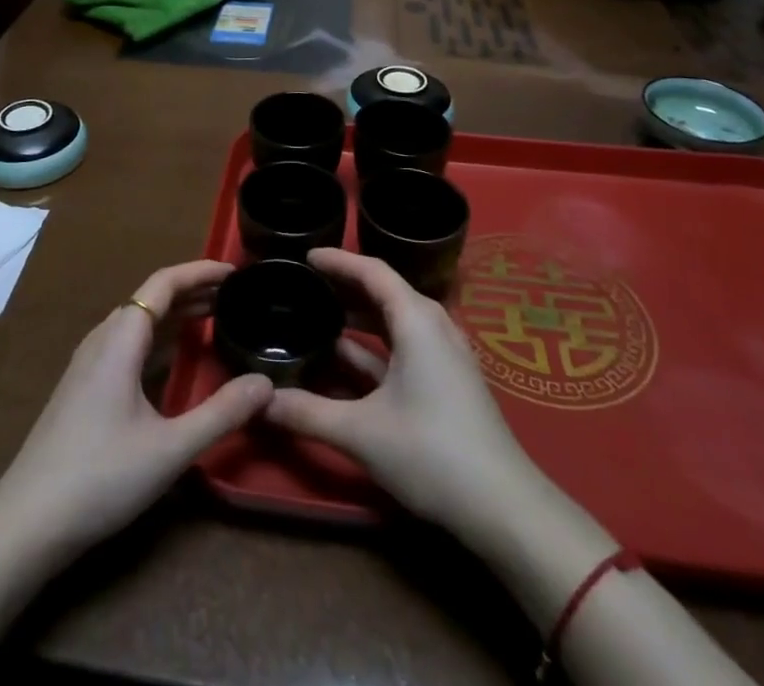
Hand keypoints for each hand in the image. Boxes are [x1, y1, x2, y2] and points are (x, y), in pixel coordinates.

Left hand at [0, 259, 271, 556]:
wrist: (26, 522)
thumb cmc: (101, 477)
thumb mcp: (170, 449)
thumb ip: (221, 413)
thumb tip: (266, 383)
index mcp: (120, 339)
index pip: (163, 283)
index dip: (200, 271)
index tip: (234, 272)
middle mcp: (102, 339)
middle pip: (150, 297)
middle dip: (192, 290)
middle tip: (233, 296)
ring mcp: (87, 363)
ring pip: (137, 319)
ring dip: (174, 312)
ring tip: (211, 317)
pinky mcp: (82, 386)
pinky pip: (126, 341)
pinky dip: (157, 335)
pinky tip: (170, 358)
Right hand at [263, 248, 539, 534]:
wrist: (503, 507)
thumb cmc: (430, 453)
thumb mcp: (361, 432)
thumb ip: (307, 412)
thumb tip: (260, 401)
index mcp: (416, 319)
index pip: (372, 271)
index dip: (337, 260)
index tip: (305, 256)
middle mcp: (432, 326)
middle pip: (383, 292)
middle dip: (344, 286)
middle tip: (304, 284)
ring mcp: (443, 354)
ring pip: (393, 322)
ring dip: (357, 318)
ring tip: (317, 316)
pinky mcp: (447, 381)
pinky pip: (403, 345)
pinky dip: (373, 346)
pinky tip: (344, 361)